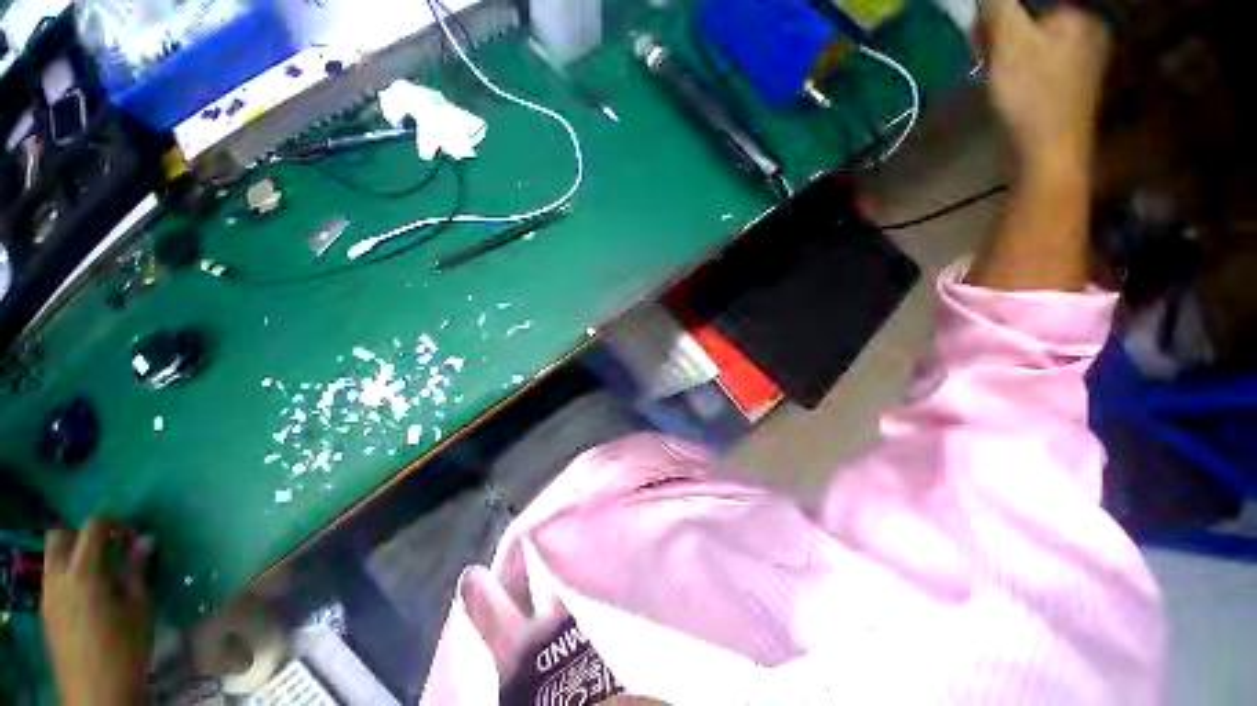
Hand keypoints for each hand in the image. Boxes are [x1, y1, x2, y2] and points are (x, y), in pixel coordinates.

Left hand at [43, 518, 153, 705]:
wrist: (98, 691)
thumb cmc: (126, 646)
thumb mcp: (139, 607)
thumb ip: (137, 570)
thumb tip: (145, 540)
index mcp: (83, 572)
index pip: (94, 527)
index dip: (115, 524)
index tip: (133, 537)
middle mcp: (59, 577)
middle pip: (60, 536)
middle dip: (83, 536)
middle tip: (109, 550)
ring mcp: (48, 595)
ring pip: (53, 558)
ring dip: (74, 556)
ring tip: (101, 574)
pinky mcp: (47, 610)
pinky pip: (53, 579)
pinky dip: (69, 576)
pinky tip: (89, 597)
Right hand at [984, 0, 1112, 173]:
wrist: (1048, 154)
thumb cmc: (1031, 97)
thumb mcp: (1009, 44)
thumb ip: (1000, 6)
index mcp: (1079, 17)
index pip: (1032, 1)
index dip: (1000, 14)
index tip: (979, 32)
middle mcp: (1088, 32)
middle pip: (1035, 18)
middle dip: (1004, 30)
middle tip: (982, 51)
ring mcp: (1083, 60)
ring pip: (1036, 40)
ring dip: (1007, 48)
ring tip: (991, 69)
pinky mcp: (1071, 83)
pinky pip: (1040, 60)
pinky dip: (1019, 65)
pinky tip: (1007, 82)